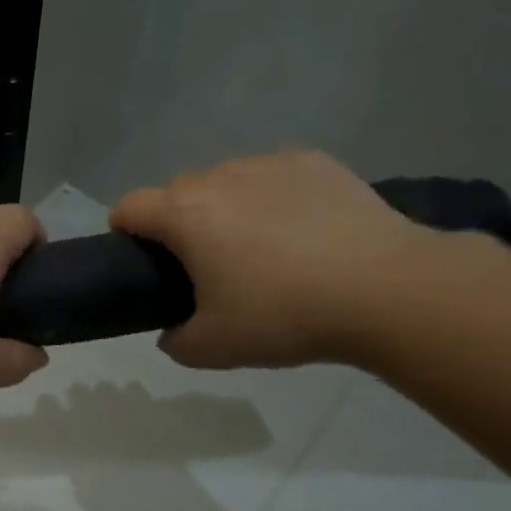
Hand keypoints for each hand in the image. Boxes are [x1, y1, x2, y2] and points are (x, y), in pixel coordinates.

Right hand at [109, 149, 434, 368]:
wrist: (386, 290)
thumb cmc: (285, 315)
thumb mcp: (213, 348)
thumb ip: (175, 340)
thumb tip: (172, 330)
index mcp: (185, 214)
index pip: (129, 207)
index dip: (124, 233)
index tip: (141, 262)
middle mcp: (219, 177)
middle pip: (177, 192)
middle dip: (178, 223)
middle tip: (205, 266)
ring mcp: (269, 164)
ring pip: (226, 181)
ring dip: (225, 207)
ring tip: (261, 247)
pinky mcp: (314, 162)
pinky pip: (273, 177)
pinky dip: (272, 198)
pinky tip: (303, 231)